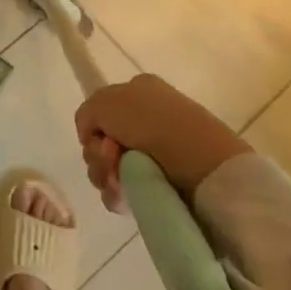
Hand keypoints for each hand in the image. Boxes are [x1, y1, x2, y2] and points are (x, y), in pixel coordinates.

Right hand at [74, 74, 250, 209]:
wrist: (203, 163)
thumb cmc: (152, 123)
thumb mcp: (105, 102)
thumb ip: (87, 114)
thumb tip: (92, 138)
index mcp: (137, 91)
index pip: (100, 112)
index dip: (94, 129)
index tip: (101, 140)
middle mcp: (147, 118)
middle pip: (102, 142)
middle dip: (98, 156)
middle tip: (112, 161)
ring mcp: (157, 152)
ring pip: (111, 168)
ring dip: (105, 177)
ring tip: (119, 184)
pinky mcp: (164, 183)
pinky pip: (126, 189)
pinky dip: (118, 194)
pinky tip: (124, 198)